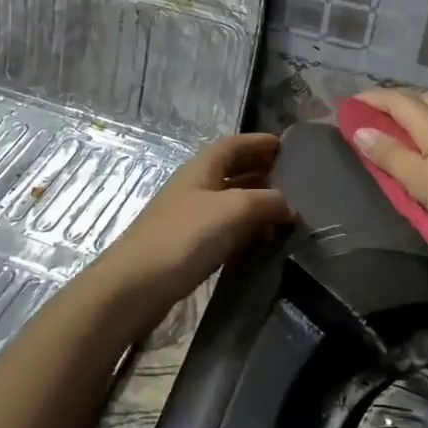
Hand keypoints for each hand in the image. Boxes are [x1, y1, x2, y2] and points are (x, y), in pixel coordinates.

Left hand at [93, 133, 294, 316]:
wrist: (136, 285)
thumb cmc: (186, 237)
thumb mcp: (235, 210)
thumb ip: (267, 202)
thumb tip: (289, 206)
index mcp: (201, 168)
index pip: (234, 144)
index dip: (258, 142)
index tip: (285, 146)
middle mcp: (194, 186)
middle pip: (230, 169)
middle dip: (259, 170)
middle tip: (291, 178)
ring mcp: (188, 216)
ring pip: (227, 199)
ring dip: (253, 200)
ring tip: (282, 210)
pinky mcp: (186, 245)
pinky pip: (222, 226)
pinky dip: (243, 226)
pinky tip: (258, 239)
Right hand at [350, 89, 427, 237]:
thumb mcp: (419, 179)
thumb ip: (390, 156)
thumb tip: (361, 130)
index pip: (396, 101)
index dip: (373, 98)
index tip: (353, 101)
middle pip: (422, 98)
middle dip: (397, 99)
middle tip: (380, 108)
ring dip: (424, 107)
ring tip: (413, 120)